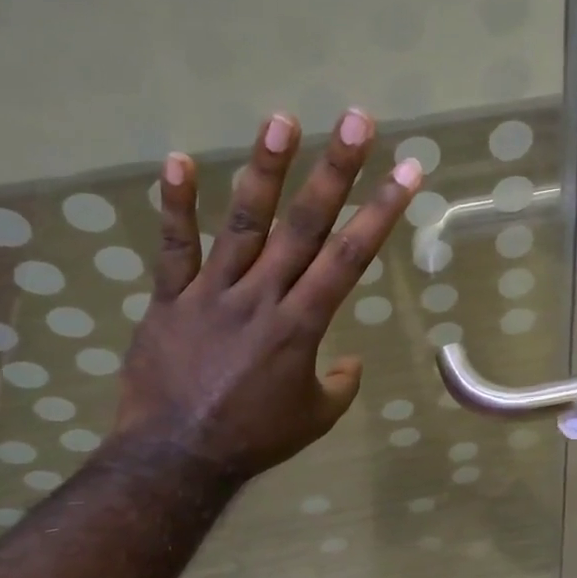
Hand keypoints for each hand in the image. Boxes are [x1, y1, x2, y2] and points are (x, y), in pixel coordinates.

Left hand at [114, 108, 418, 479]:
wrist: (175, 457)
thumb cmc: (254, 439)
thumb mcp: (315, 418)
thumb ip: (340, 385)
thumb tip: (349, 361)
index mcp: (301, 326)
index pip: (349, 258)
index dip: (380, 212)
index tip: (406, 173)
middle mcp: (262, 297)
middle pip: (304, 226)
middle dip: (336, 171)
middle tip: (356, 122)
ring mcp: (212, 293)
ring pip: (243, 222)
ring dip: (265, 170)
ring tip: (282, 120)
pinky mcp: (170, 299)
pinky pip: (173, 247)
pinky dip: (174, 205)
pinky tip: (178, 159)